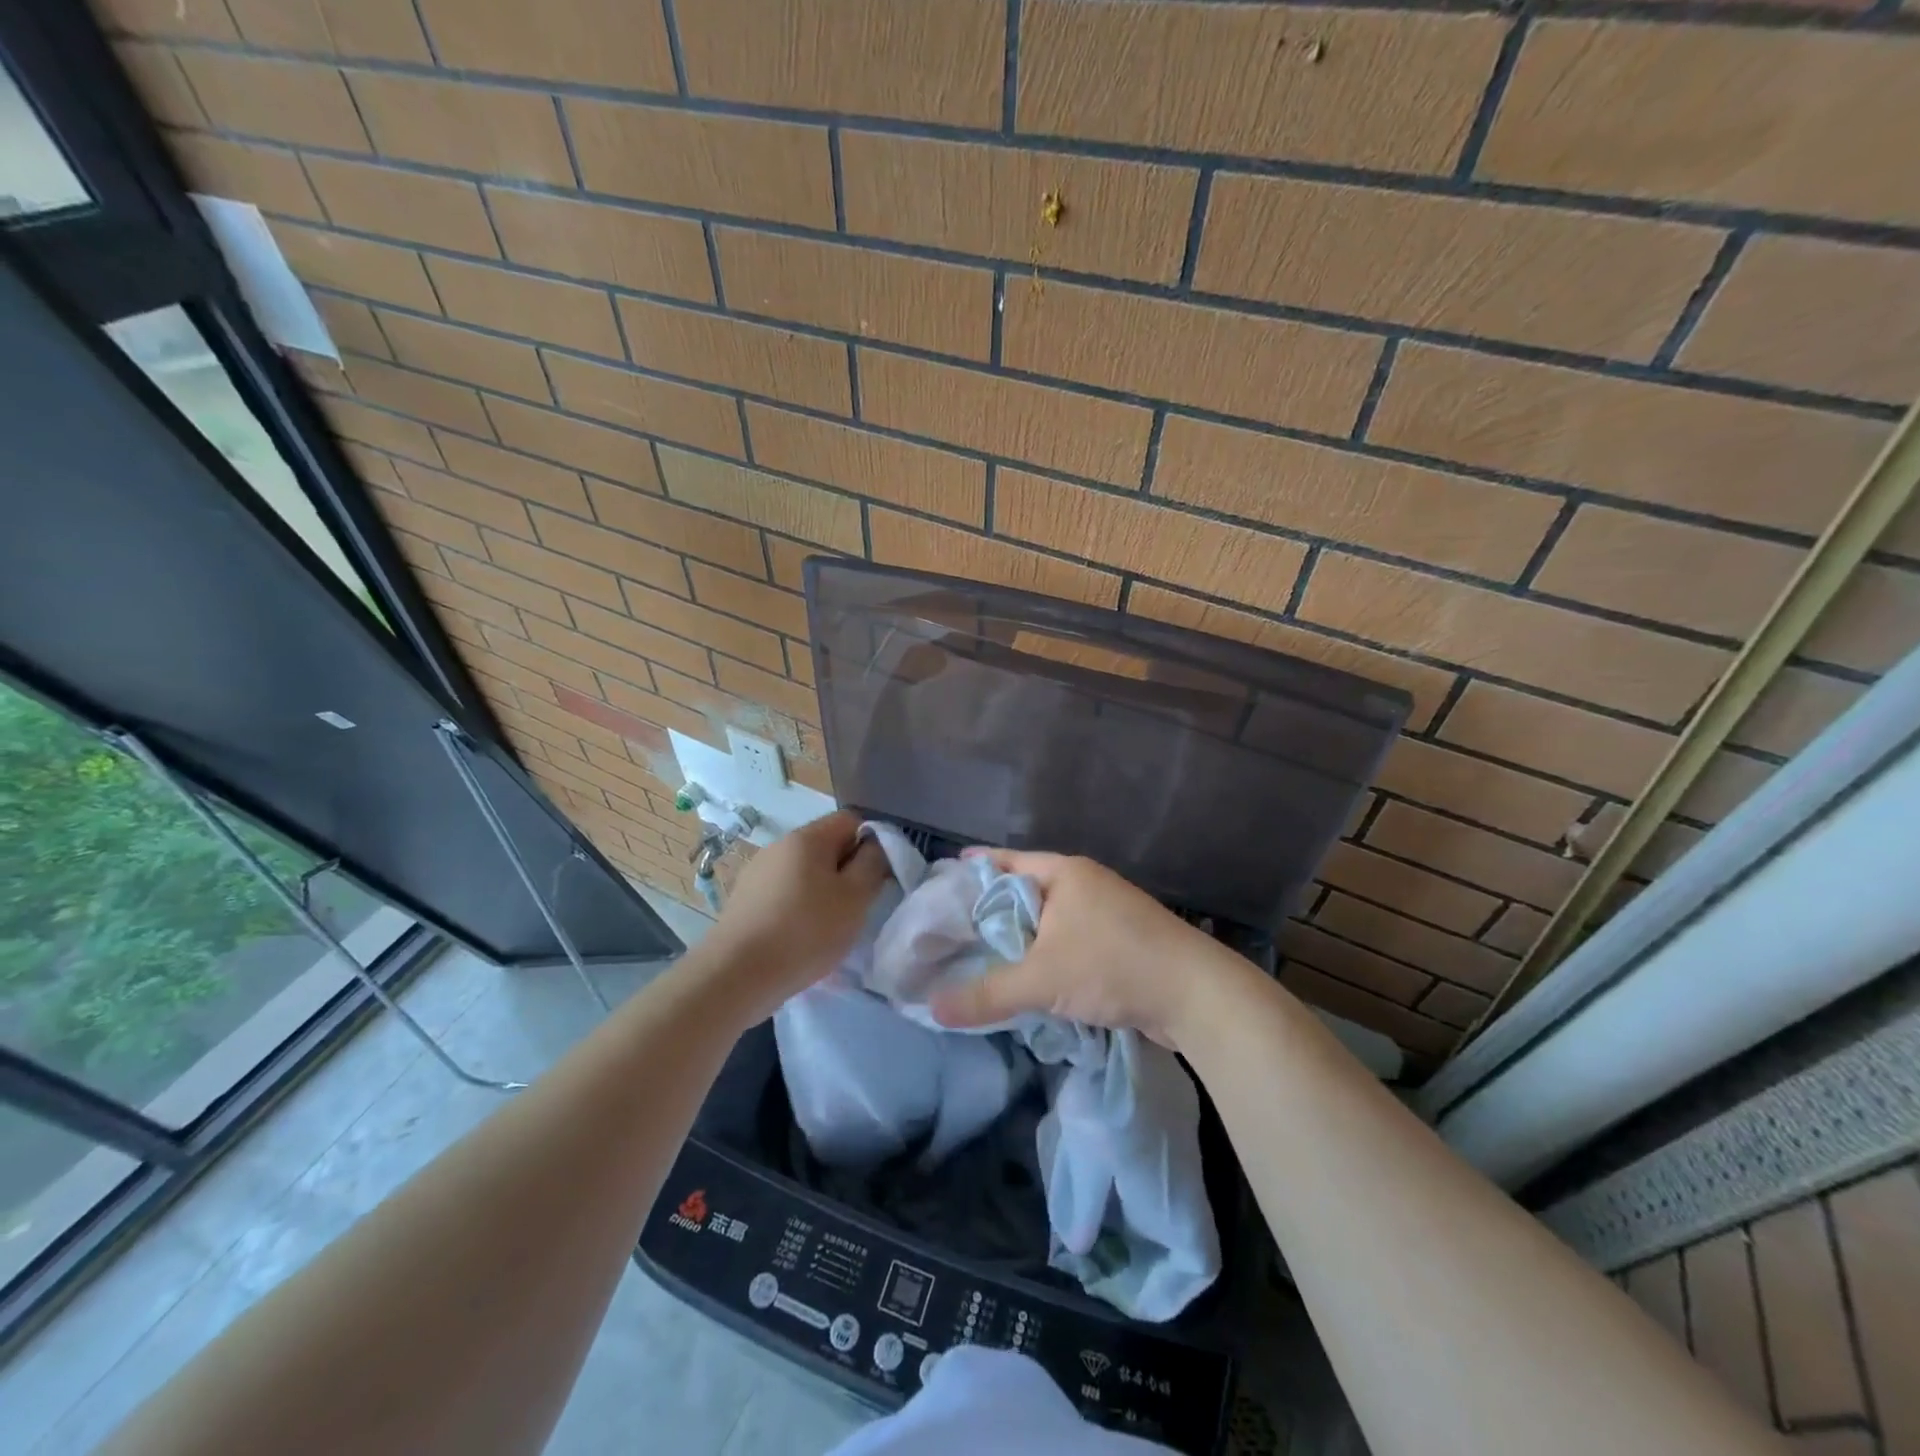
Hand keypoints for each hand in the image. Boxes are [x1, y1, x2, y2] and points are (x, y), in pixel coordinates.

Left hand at [696, 811, 891, 1022]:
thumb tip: (876, 846)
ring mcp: (758, 872)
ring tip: (830, 927)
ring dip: (824, 892)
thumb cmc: (806, 931)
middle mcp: (779, 845)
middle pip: (827, 846)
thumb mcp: (855, 898)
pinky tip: (801, 938)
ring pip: (805, 872)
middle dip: (848, 871)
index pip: (851, 820)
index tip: (879, 876)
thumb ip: (873, 864)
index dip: (872, 842)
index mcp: (807, 837)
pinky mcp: (745, 900)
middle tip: (858, 906)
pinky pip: (785, 893)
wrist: (736, 975)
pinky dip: (800, 908)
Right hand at [927, 850, 1254, 1050]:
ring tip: (981, 954)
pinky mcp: (1120, 940)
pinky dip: (1045, 953)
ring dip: (1020, 936)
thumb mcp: (1042, 980)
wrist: (1196, 995)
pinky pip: (1068, 939)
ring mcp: (1106, 911)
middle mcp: (1085, 883)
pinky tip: (1027, 975)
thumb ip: (987, 994)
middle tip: (951, 927)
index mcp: (1065, 873)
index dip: (972, 871)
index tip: (940, 883)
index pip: (1005, 862)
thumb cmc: (1114, 966)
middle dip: (991, 909)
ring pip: (1048, 919)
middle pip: (1025, 890)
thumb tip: (933, 1008)